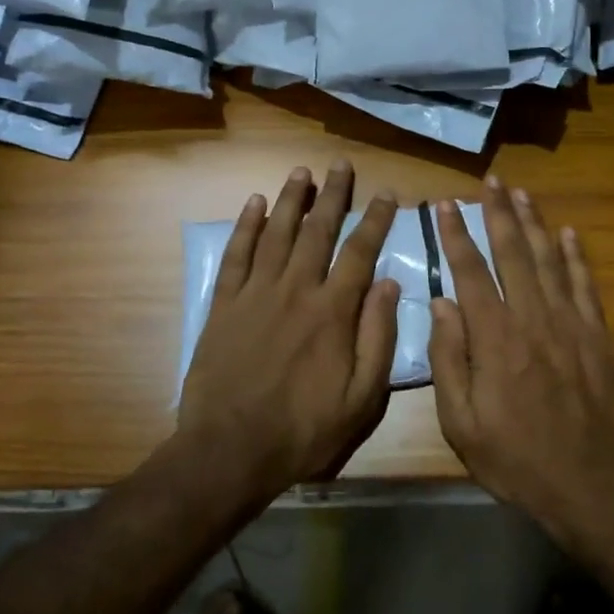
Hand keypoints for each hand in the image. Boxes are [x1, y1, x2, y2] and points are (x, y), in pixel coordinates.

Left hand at [178, 162, 400, 499]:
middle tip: (341, 164)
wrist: (231, 450)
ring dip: (292, 199)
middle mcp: (296, 290)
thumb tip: (389, 284)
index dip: (376, 220)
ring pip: (277, 233)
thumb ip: (378, 337)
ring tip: (302, 171)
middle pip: (318, 231)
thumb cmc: (304, 430)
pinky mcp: (224, 305)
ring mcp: (256, 294)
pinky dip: (245, 226)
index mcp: (332, 312)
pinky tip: (254, 203)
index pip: (360, 252)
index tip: (388, 193)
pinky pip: (236, 255)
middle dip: (333, 194)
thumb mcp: (362, 398)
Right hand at [428, 178, 613, 535]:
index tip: (445, 203)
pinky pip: (585, 285)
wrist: (590, 484)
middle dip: (498, 212)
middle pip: (512, 252)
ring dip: (534, 222)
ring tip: (522, 193)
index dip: (456, 233)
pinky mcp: (598, 336)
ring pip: (549, 259)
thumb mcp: (461, 422)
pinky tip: (569, 233)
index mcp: (494, 336)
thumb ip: (449, 358)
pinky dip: (577, 256)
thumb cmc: (515, 458)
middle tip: (491, 180)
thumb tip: (442, 304)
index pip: (470, 270)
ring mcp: (570, 323)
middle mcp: (532, 317)